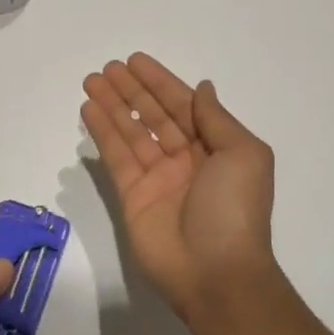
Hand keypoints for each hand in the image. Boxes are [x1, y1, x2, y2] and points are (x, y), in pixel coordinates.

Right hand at [81, 53, 281, 326]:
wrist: (216, 273)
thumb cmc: (235, 209)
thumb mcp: (243, 155)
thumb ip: (216, 119)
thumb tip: (203, 88)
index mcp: (216, 148)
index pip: (183, 105)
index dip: (160, 82)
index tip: (136, 61)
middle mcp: (186, 159)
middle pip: (154, 115)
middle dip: (132, 91)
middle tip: (107, 67)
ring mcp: (157, 178)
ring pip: (131, 132)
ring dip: (112, 106)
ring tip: (92, 81)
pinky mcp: (132, 197)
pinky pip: (116, 157)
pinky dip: (103, 133)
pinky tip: (89, 110)